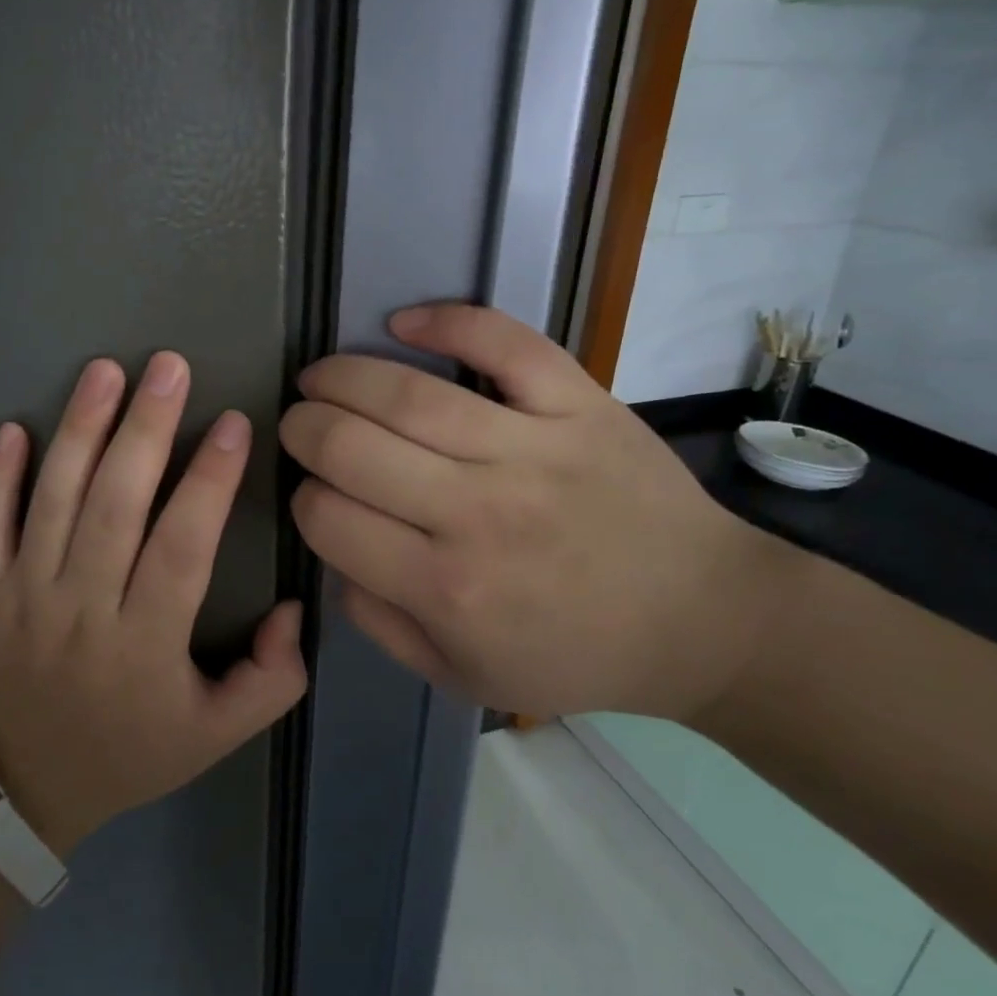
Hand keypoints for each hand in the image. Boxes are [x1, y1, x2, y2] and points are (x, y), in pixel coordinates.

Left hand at [0, 353, 306, 855]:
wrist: (21, 788)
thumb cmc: (129, 752)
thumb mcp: (217, 736)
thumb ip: (271, 680)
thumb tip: (291, 608)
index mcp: (145, 643)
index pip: (182, 548)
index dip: (209, 483)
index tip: (233, 424)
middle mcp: (82, 608)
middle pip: (115, 506)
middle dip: (145, 430)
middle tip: (169, 367)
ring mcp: (24, 595)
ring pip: (54, 502)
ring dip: (79, 432)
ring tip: (104, 371)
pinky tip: (14, 427)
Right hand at [280, 305, 789, 721]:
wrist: (698, 618)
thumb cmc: (574, 652)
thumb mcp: (462, 674)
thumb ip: (379, 621)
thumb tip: (331, 550)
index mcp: (444, 587)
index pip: (329, 517)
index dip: (303, 498)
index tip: (314, 493)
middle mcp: (478, 513)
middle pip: (350, 446)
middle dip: (303, 429)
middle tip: (299, 424)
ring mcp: (530, 449)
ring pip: (406, 393)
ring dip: (342, 375)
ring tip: (320, 377)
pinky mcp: (578, 404)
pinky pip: (503, 343)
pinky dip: (447, 321)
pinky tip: (403, 321)